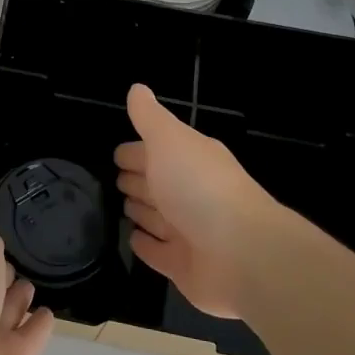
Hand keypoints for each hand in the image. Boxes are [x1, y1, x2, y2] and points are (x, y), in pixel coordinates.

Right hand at [115, 83, 283, 317]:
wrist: (242, 254)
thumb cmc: (200, 188)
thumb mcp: (170, 140)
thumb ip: (150, 117)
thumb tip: (137, 88)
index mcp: (190, 160)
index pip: (156, 151)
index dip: (135, 151)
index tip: (114, 156)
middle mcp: (191, 193)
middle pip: (157, 183)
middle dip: (137, 179)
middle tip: (112, 182)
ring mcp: (188, 231)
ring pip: (157, 217)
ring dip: (140, 211)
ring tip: (120, 208)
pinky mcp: (184, 265)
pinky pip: (158, 252)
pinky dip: (145, 245)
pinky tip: (132, 238)